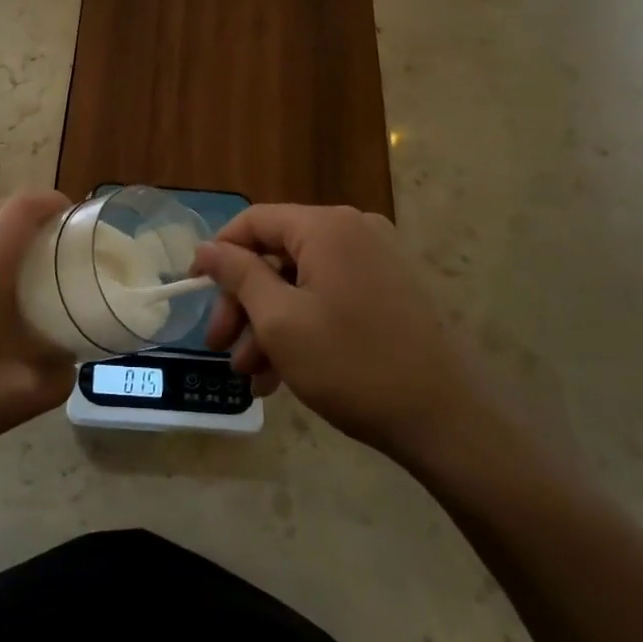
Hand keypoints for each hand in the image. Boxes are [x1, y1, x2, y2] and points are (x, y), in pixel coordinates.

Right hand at [193, 205, 499, 467]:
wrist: (449, 420)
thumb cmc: (353, 364)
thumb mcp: (280, 321)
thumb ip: (238, 275)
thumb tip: (205, 248)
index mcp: (326, 226)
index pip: (254, 221)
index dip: (218, 254)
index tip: (194, 291)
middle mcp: (354, 230)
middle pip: (277, 255)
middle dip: (243, 303)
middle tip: (220, 347)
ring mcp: (377, 260)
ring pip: (302, 282)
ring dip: (269, 324)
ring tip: (251, 376)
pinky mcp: (392, 290)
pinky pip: (330, 296)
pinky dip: (303, 326)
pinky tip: (283, 374)